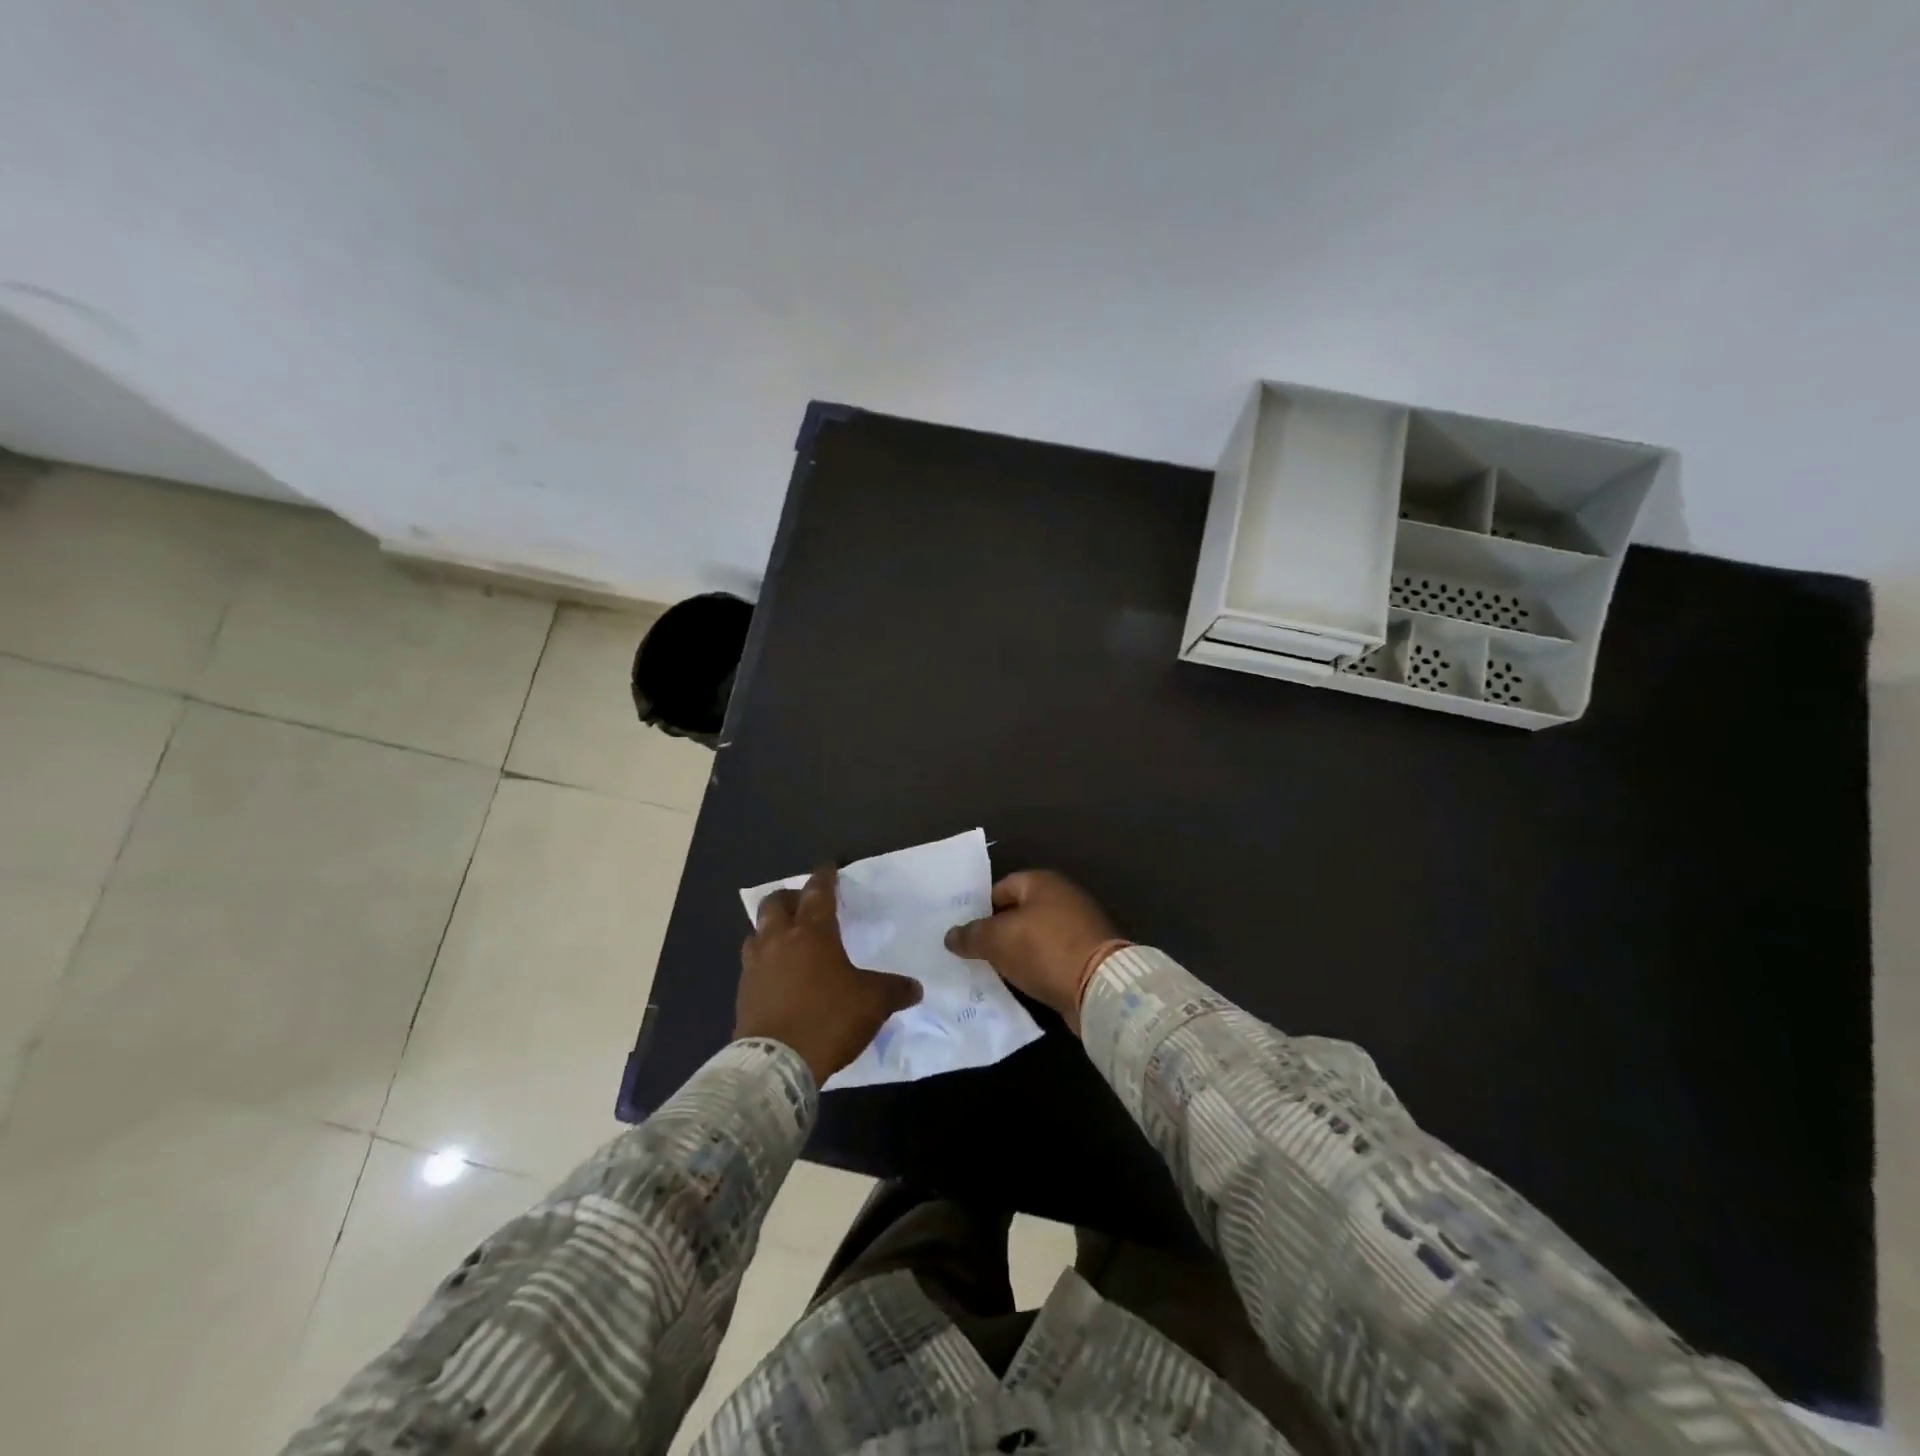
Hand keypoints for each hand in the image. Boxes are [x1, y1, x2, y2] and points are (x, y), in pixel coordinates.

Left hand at [735, 864, 922, 1085]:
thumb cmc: (828, 1019)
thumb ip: (894, 989)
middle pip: (776, 904)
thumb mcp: (873, 1003)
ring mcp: (755, 966)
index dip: (824, 877)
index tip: (828, 867)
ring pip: (757, 932)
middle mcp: (779, 941)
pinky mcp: (742, 994)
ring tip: (785, 938)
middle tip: (803, 903)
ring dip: (770, 929)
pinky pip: (751, 965)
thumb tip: (915, 987)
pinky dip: (763, 962)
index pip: (818, 893)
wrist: (776, 1064)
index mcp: (813, 933)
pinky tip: (775, 976)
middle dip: (790, 898)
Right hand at [944, 870, 1124, 1033]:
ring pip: (1033, 937)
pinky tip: (1018, 983)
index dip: (979, 908)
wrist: (1100, 986)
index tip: (963, 932)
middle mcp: (1062, 897)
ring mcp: (1078, 927)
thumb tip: (951, 935)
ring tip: (990, 971)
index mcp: (1042, 882)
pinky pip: (1050, 958)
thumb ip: (971, 935)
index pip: (1000, 888)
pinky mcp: (1087, 955)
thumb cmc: (1044, 949)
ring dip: (1015, 953)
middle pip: (1018, 913)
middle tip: (971, 953)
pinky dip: (1034, 968)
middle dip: (996, 932)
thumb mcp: (997, 940)